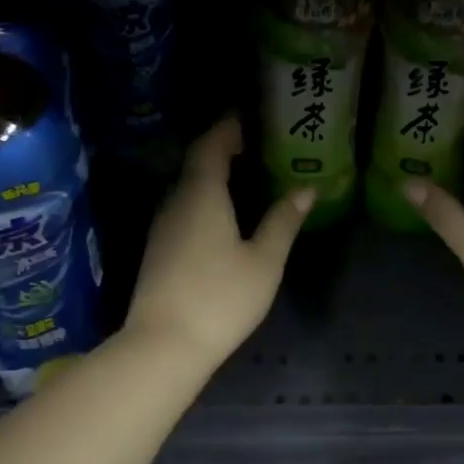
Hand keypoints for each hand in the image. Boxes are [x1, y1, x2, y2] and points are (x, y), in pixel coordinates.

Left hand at [124, 117, 311, 369]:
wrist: (164, 344)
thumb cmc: (220, 298)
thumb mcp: (264, 261)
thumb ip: (283, 221)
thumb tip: (306, 189)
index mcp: (202, 195)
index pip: (211, 146)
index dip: (228, 129)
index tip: (248, 119)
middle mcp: (176, 202)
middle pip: (196, 164)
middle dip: (222, 149)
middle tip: (255, 146)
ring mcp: (162, 227)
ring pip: (187, 188)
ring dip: (212, 176)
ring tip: (245, 177)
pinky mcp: (158, 250)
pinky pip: (183, 209)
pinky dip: (204, 200)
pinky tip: (223, 216)